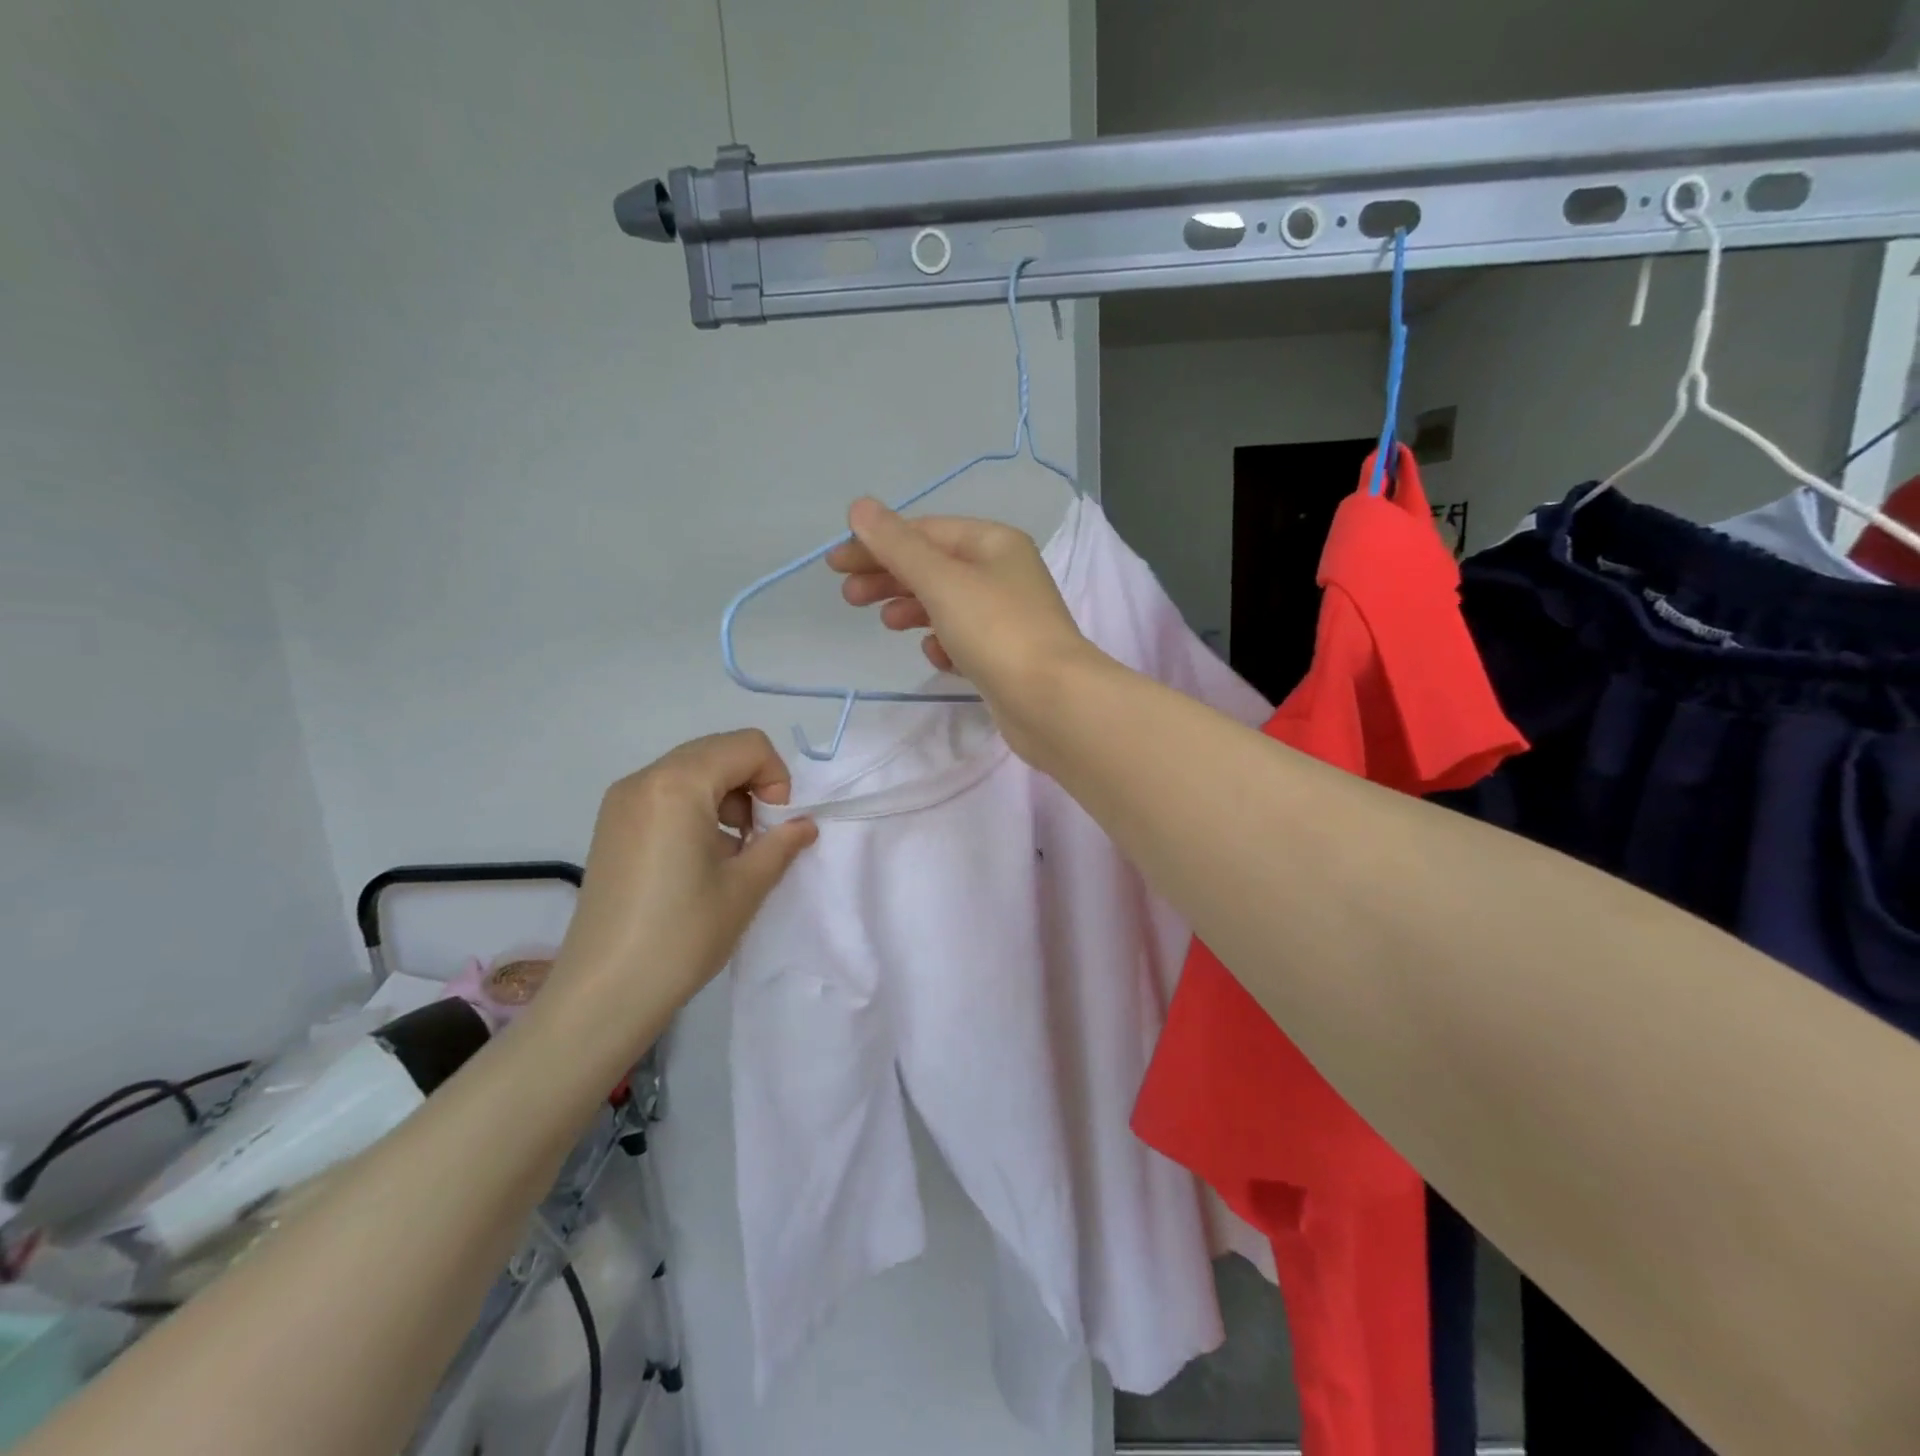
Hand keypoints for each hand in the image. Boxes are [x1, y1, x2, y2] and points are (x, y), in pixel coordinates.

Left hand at [549, 730, 816, 1037]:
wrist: (604, 992)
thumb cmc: (682, 935)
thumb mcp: (746, 887)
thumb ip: (782, 843)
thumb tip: (803, 825)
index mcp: (678, 784)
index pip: (748, 746)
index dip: (776, 779)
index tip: (774, 827)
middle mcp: (644, 779)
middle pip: (719, 751)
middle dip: (752, 784)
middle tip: (758, 837)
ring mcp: (622, 801)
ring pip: (693, 770)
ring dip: (726, 796)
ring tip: (730, 850)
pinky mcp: (611, 824)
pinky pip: (667, 792)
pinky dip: (697, 808)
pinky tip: (700, 857)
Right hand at [827, 498, 1100, 754]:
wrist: (1052, 703)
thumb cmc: (997, 631)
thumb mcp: (941, 581)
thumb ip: (897, 546)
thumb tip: (859, 507)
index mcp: (994, 544)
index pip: (925, 532)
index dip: (877, 543)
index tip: (836, 565)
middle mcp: (1004, 574)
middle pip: (934, 567)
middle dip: (890, 577)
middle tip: (850, 597)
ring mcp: (1006, 618)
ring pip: (947, 604)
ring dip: (912, 608)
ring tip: (886, 624)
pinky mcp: (1005, 657)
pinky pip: (963, 640)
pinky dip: (943, 644)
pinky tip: (936, 656)